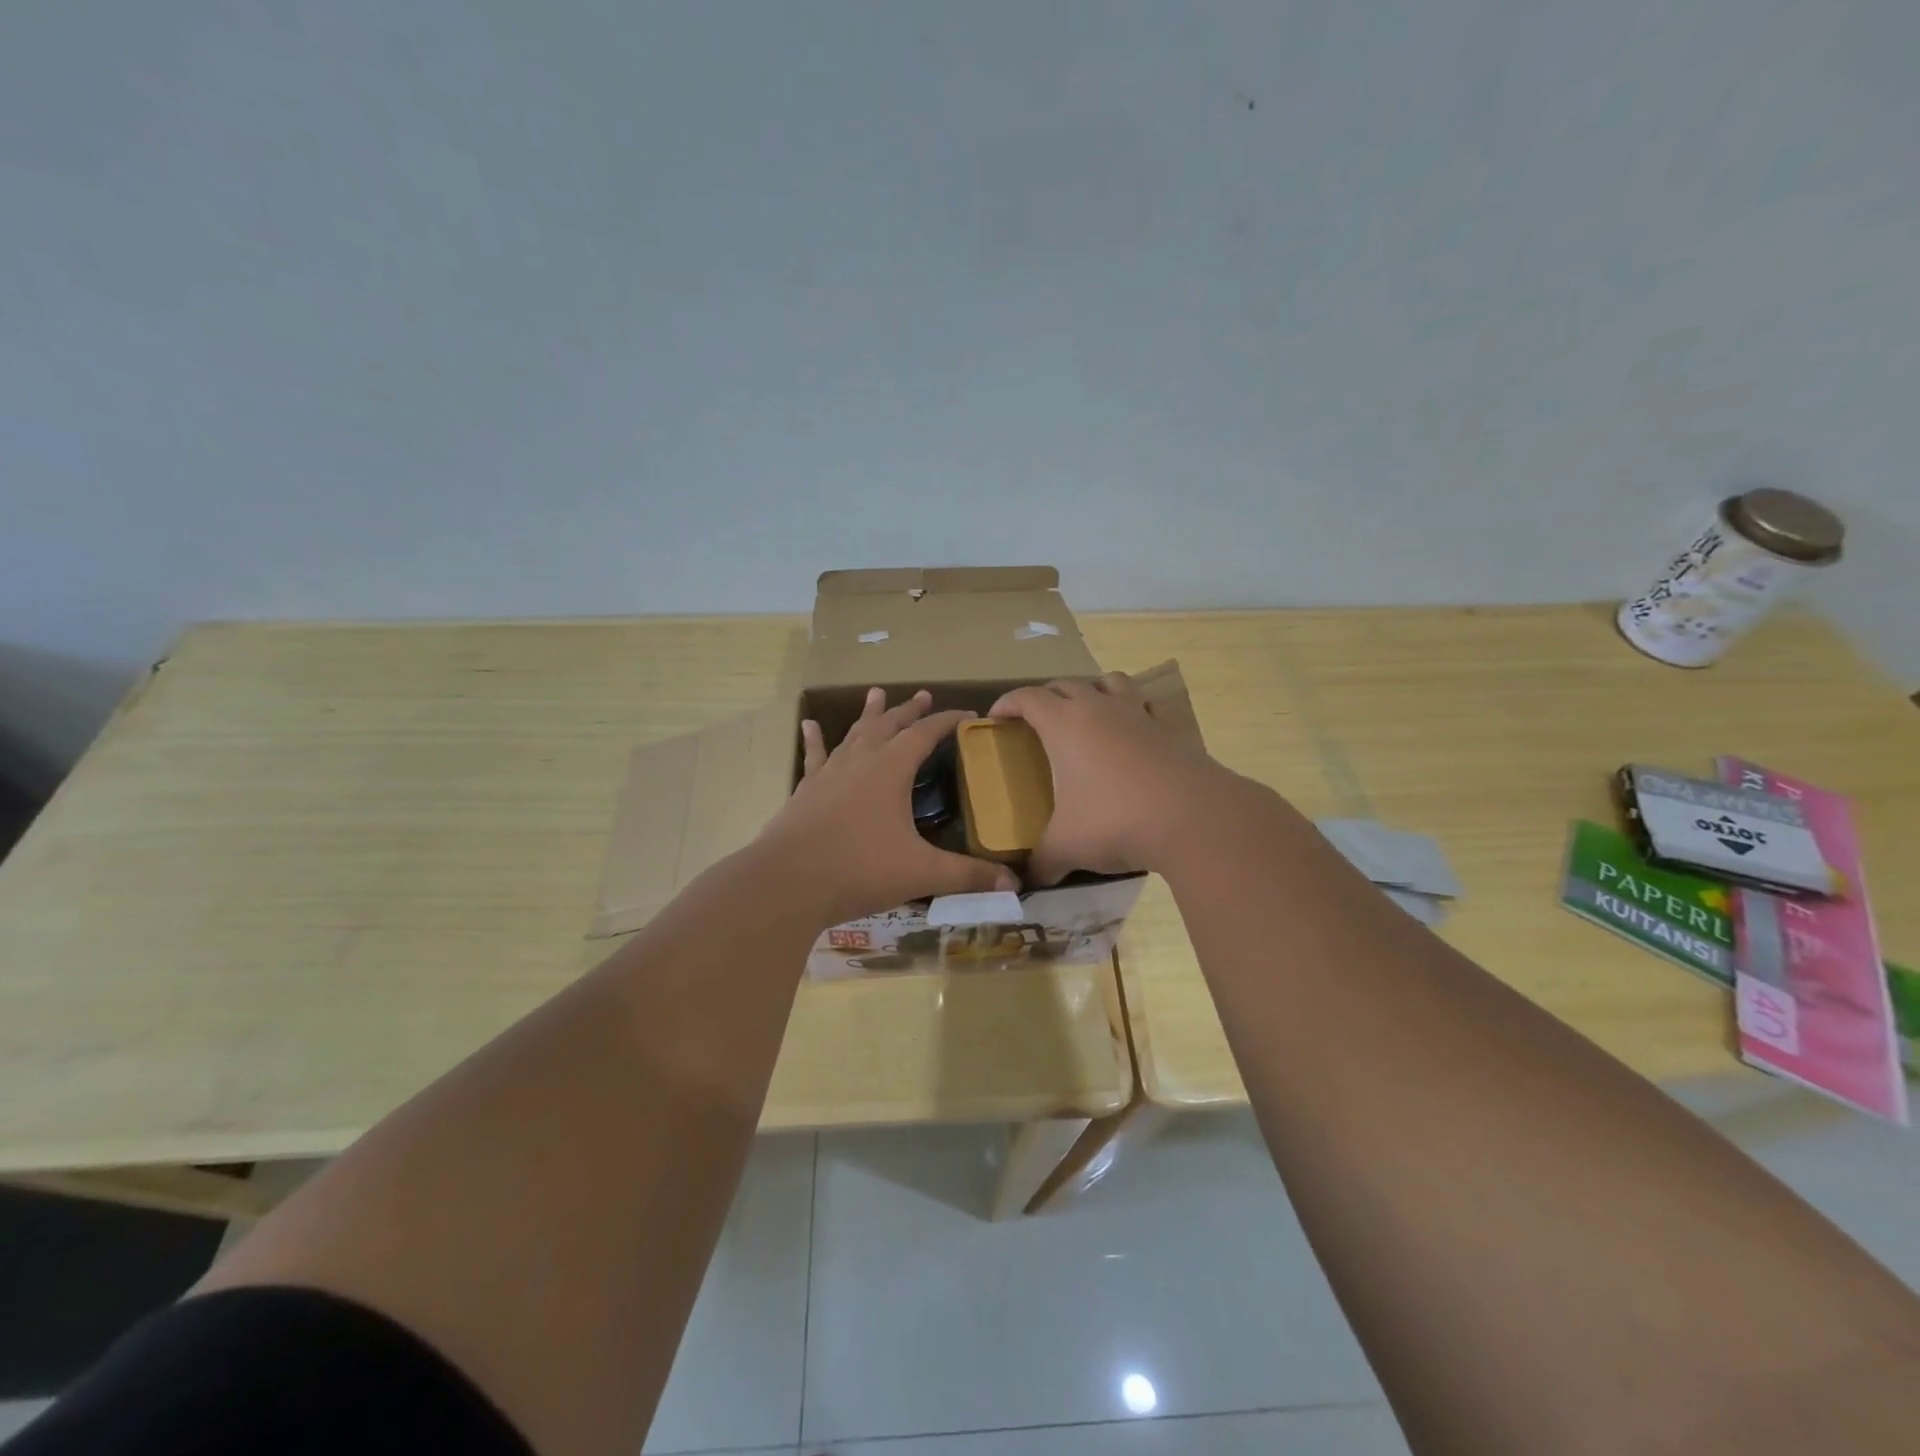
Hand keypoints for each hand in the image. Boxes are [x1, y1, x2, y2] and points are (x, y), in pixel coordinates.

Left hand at [760, 688, 1017, 924]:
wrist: (786, 882)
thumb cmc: (859, 870)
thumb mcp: (921, 872)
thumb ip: (967, 875)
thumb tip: (1014, 884)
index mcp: (891, 769)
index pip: (926, 733)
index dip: (949, 721)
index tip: (968, 714)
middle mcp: (861, 760)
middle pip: (890, 725)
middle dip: (909, 710)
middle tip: (923, 694)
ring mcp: (829, 772)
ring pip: (854, 734)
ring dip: (869, 715)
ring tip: (875, 694)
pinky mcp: (806, 790)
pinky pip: (815, 756)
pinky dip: (816, 740)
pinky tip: (809, 725)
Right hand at [989, 672, 1234, 885]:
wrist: (1195, 818)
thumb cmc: (1116, 821)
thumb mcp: (1068, 847)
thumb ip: (1043, 862)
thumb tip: (1029, 881)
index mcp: (1065, 725)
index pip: (1028, 698)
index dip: (1007, 703)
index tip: (995, 717)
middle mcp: (1100, 709)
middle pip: (1066, 684)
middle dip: (1045, 696)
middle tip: (1034, 720)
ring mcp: (1138, 715)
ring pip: (1109, 682)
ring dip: (1091, 690)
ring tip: (1085, 713)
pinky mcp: (1169, 730)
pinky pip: (1144, 706)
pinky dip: (1130, 711)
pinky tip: (1130, 735)